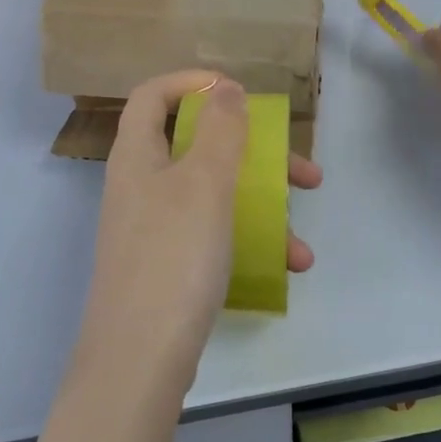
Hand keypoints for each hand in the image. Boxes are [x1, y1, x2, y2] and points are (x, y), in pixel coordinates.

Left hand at [78, 71, 321, 391]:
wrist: (139, 360)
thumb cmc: (174, 256)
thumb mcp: (205, 182)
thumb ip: (220, 129)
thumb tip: (225, 88)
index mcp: (137, 155)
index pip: (152, 95)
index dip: (191, 81)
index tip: (237, 91)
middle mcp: (141, 186)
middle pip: (197, 147)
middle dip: (255, 155)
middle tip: (301, 171)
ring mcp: (153, 229)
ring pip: (214, 197)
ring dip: (263, 209)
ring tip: (303, 238)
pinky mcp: (168, 266)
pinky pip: (213, 236)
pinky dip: (248, 243)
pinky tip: (287, 266)